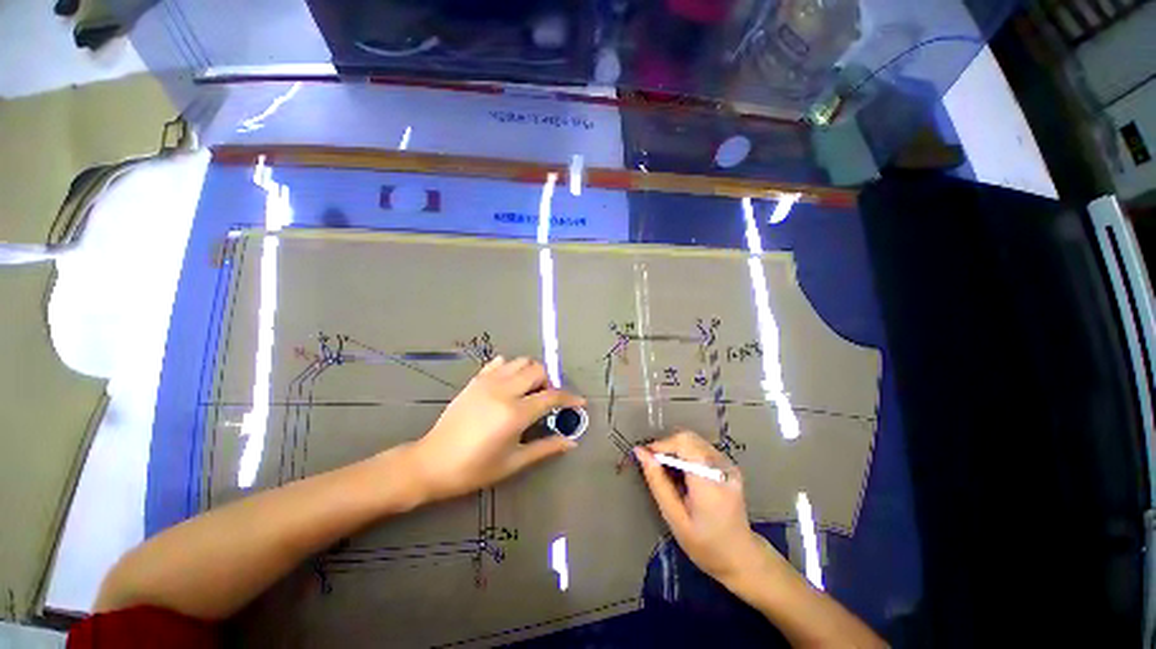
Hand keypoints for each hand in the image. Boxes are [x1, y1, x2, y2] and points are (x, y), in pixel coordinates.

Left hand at [406, 356, 584, 503]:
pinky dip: (511, 368)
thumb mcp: (513, 462)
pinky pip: (500, 363)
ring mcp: (488, 382)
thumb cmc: (474, 468)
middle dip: (549, 383)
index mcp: (515, 413)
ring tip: (529, 391)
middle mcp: (504, 390)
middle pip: (538, 370)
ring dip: (532, 373)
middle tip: (547, 401)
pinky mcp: (476, 380)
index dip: (570, 399)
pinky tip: (509, 385)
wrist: (431, 462)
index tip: (580, 403)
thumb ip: (545, 448)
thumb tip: (571, 442)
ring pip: (521, 361)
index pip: (551, 396)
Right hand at [635, 430, 770, 585]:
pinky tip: (682, 474)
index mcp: (709, 482)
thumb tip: (640, 453)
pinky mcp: (728, 465)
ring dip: (675, 450)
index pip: (684, 443)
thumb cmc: (705, 544)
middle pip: (688, 438)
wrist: (741, 557)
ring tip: (666, 471)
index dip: (662, 444)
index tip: (646, 457)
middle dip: (667, 446)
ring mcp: (728, 464)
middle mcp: (722, 467)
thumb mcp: (674, 518)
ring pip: (693, 440)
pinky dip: (686, 454)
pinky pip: (701, 448)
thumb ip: (658, 482)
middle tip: (654, 465)